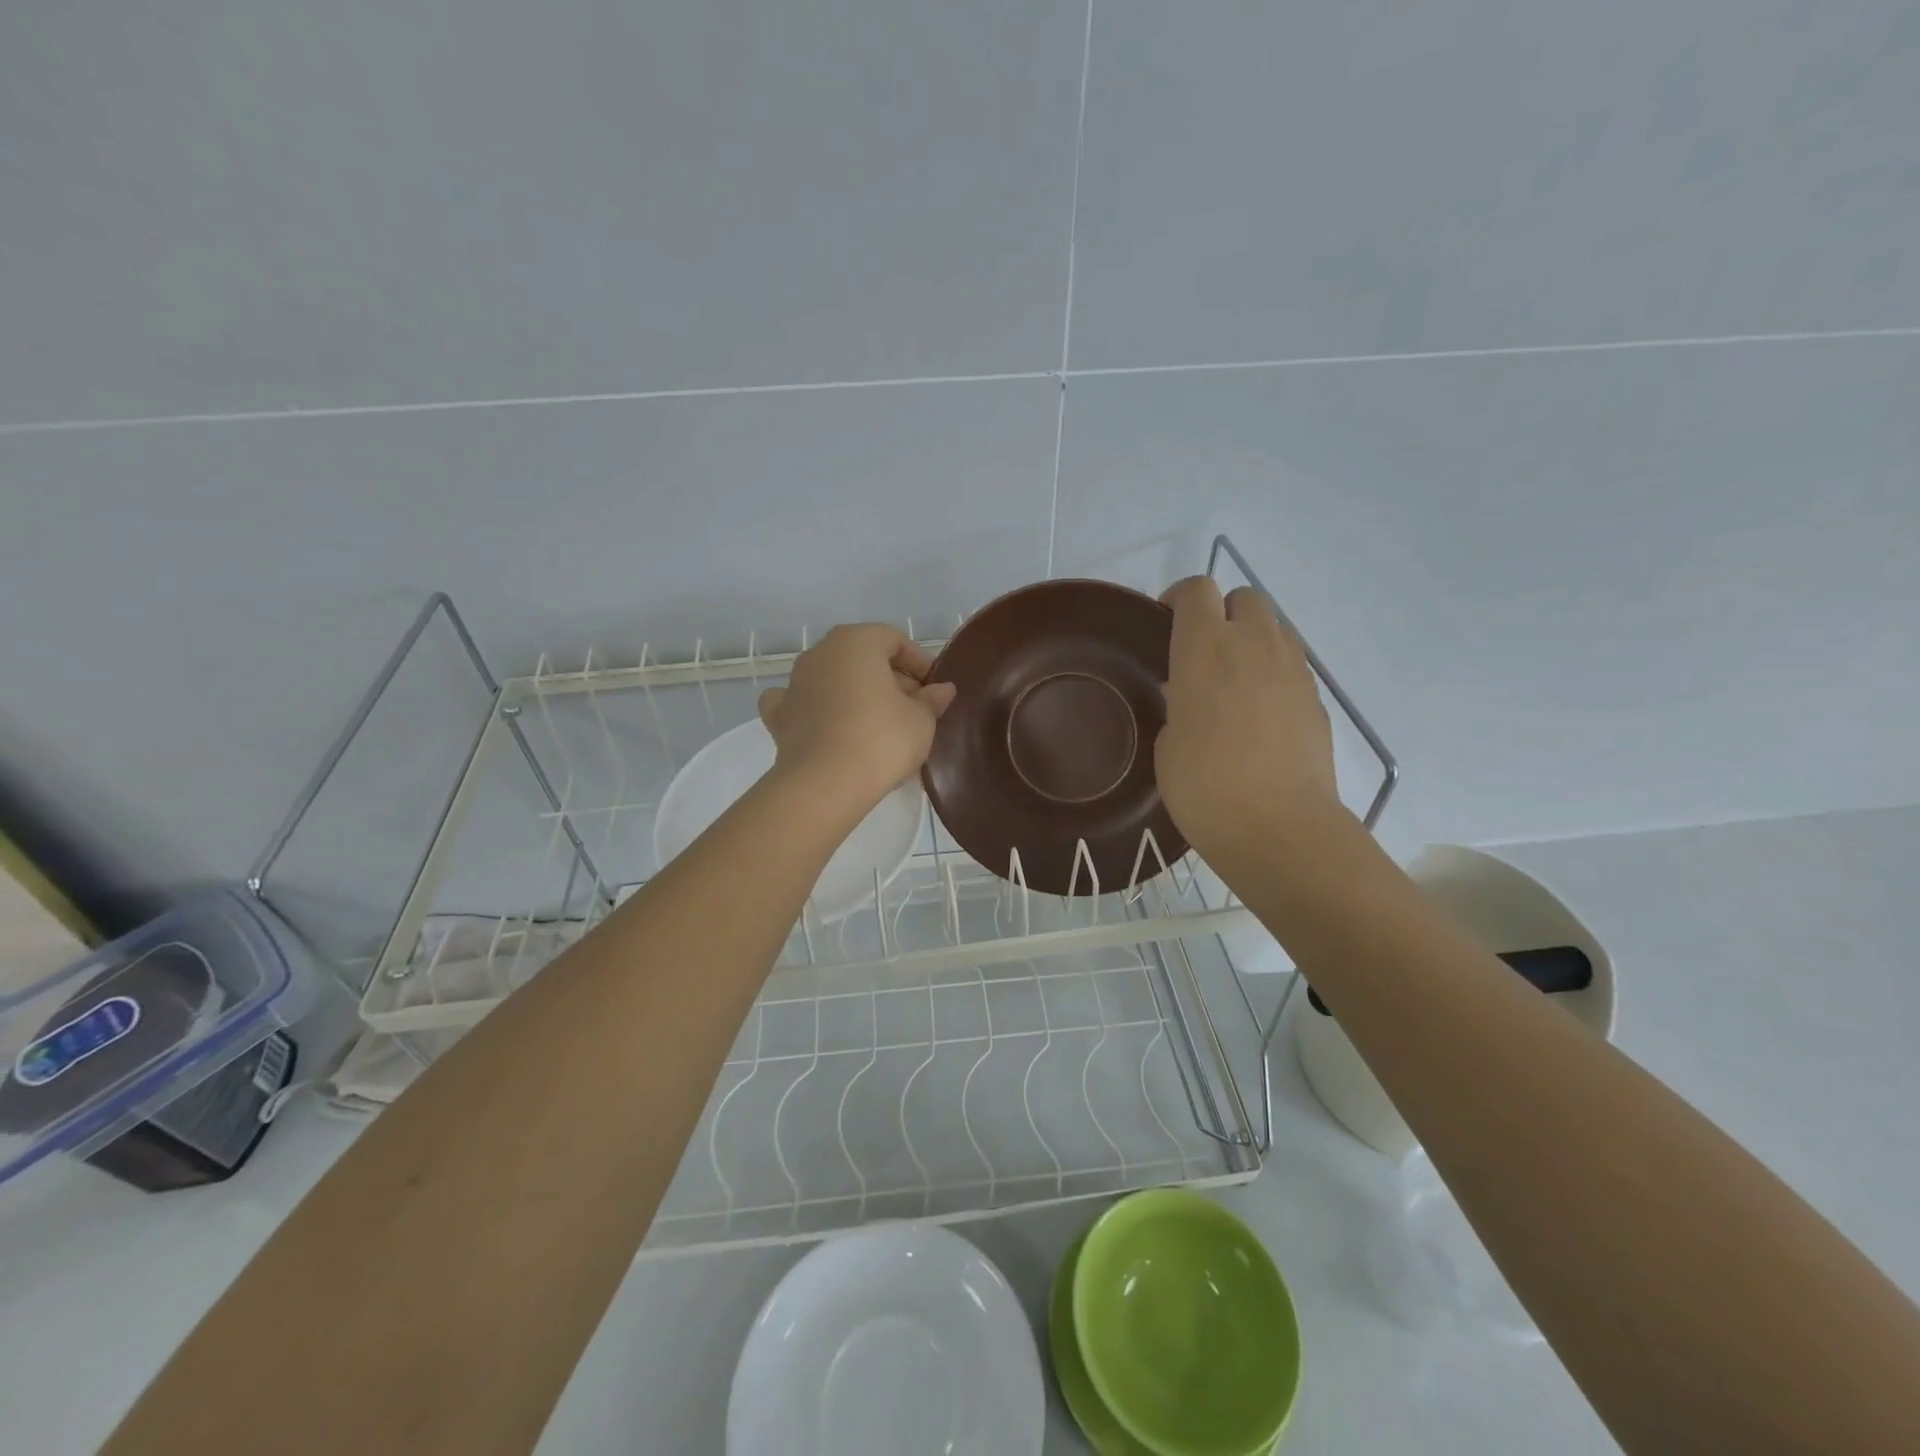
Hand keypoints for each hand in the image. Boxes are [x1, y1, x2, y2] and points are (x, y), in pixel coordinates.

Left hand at [758, 624, 956, 818]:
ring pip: (832, 678)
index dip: (919, 662)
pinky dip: (815, 709)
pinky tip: (826, 725)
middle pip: (862, 657)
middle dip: (889, 678)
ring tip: (878, 723)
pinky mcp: (779, 716)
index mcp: (856, 642)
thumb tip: (942, 689)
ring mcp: (794, 683)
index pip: (894, 640)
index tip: (934, 689)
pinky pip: (801, 703)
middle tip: (913, 708)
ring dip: (854, 692)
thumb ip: (932, 700)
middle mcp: (820, 652)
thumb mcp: (921, 720)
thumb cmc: (882, 740)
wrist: (826, 784)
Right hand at [1155, 577, 1344, 862]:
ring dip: (1251, 640)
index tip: (1165, 626)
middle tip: (1203, 653)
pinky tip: (1258, 714)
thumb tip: (1189, 693)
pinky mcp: (1317, 698)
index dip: (1178, 600)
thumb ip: (1178, 702)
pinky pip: (1292, 665)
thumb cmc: (1204, 786)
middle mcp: (1254, 644)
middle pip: (1245, 597)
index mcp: (1206, 648)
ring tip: (1232, 683)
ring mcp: (1293, 669)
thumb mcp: (1167, 741)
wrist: (1279, 829)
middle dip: (1222, 613)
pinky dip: (1273, 673)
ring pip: (1274, 628)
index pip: (1196, 590)